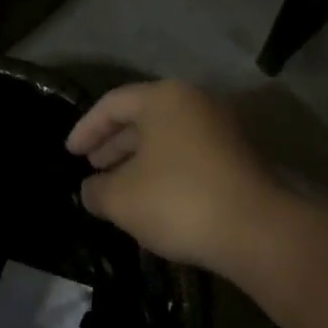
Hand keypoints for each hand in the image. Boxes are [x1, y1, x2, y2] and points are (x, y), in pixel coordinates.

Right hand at [66, 81, 284, 276]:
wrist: (257, 230)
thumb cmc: (179, 200)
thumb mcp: (122, 198)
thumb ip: (97, 190)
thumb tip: (91, 189)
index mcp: (164, 98)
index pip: (113, 104)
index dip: (86, 128)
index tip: (70, 154)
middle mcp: (194, 102)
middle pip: (142, 117)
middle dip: (113, 144)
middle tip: (91, 168)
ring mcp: (220, 127)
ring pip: (166, 137)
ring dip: (137, 160)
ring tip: (117, 187)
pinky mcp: (237, 156)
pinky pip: (188, 154)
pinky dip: (164, 170)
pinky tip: (152, 199)